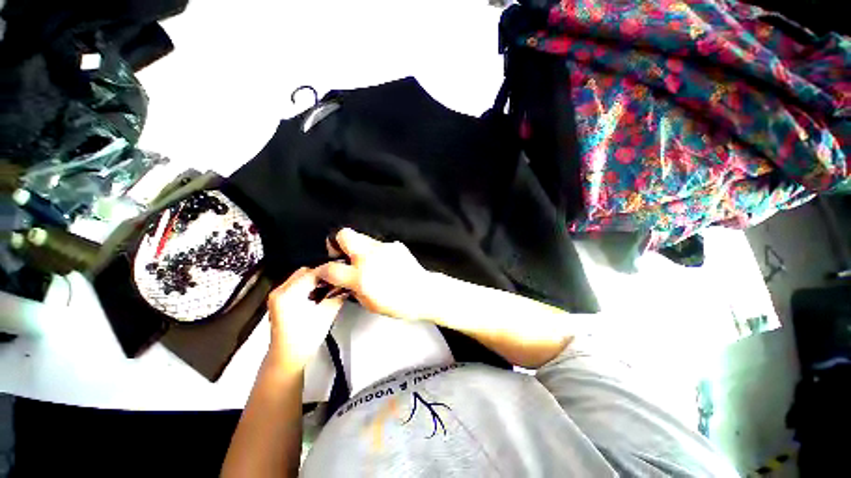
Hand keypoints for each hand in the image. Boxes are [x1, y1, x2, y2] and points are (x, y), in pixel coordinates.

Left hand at [266, 267, 345, 370]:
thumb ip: (337, 297)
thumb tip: (348, 286)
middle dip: (324, 274)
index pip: (313, 273)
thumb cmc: (304, 341)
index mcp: (288, 295)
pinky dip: (311, 284)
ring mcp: (278, 295)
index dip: (331, 271)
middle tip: (340, 279)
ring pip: (302, 276)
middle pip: (306, 272)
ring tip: (333, 285)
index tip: (345, 270)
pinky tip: (323, 291)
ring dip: (318, 279)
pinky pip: (298, 284)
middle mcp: (280, 291)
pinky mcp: (281, 300)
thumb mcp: (325, 316)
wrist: (286, 359)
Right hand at [315, 228, 430, 321]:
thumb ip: (353, 289)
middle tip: (343, 255)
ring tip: (367, 262)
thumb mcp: (368, 303)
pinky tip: (384, 263)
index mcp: (361, 277)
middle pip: (345, 235)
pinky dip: (376, 252)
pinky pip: (379, 245)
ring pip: (362, 238)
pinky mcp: (395, 245)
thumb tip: (344, 281)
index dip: (322, 270)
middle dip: (337, 242)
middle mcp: (370, 257)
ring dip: (359, 248)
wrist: (424, 292)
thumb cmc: (398, 304)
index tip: (323, 272)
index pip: (331, 268)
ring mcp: (384, 248)